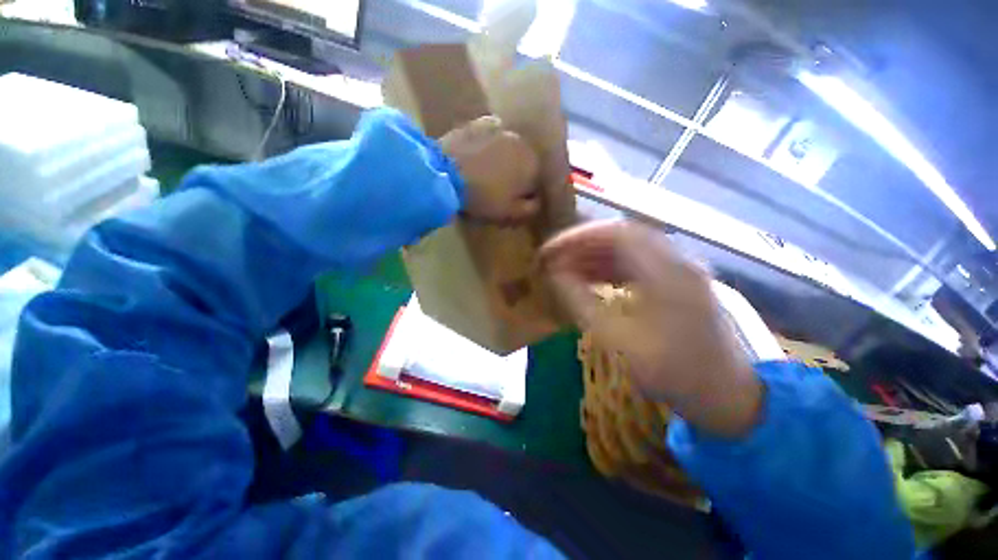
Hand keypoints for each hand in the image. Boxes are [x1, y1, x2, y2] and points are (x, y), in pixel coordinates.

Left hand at [440, 116, 540, 223]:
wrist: (446, 173)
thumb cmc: (483, 196)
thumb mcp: (510, 212)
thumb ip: (530, 208)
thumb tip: (537, 201)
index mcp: (532, 163)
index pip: (535, 180)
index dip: (525, 193)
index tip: (512, 202)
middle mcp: (521, 140)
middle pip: (522, 161)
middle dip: (515, 173)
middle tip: (498, 188)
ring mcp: (499, 128)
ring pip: (507, 148)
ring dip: (502, 159)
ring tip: (485, 173)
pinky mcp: (478, 123)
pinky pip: (489, 138)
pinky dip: (487, 146)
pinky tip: (475, 157)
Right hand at [540, 220, 763, 437]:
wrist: (725, 397)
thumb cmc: (674, 374)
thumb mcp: (619, 341)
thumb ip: (582, 303)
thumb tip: (555, 275)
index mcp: (668, 272)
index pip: (616, 233)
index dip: (578, 237)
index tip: (550, 250)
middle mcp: (676, 261)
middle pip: (620, 236)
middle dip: (582, 245)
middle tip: (554, 260)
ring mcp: (678, 270)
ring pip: (627, 249)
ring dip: (593, 256)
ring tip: (565, 269)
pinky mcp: (675, 282)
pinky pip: (635, 264)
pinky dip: (608, 268)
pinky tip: (589, 279)